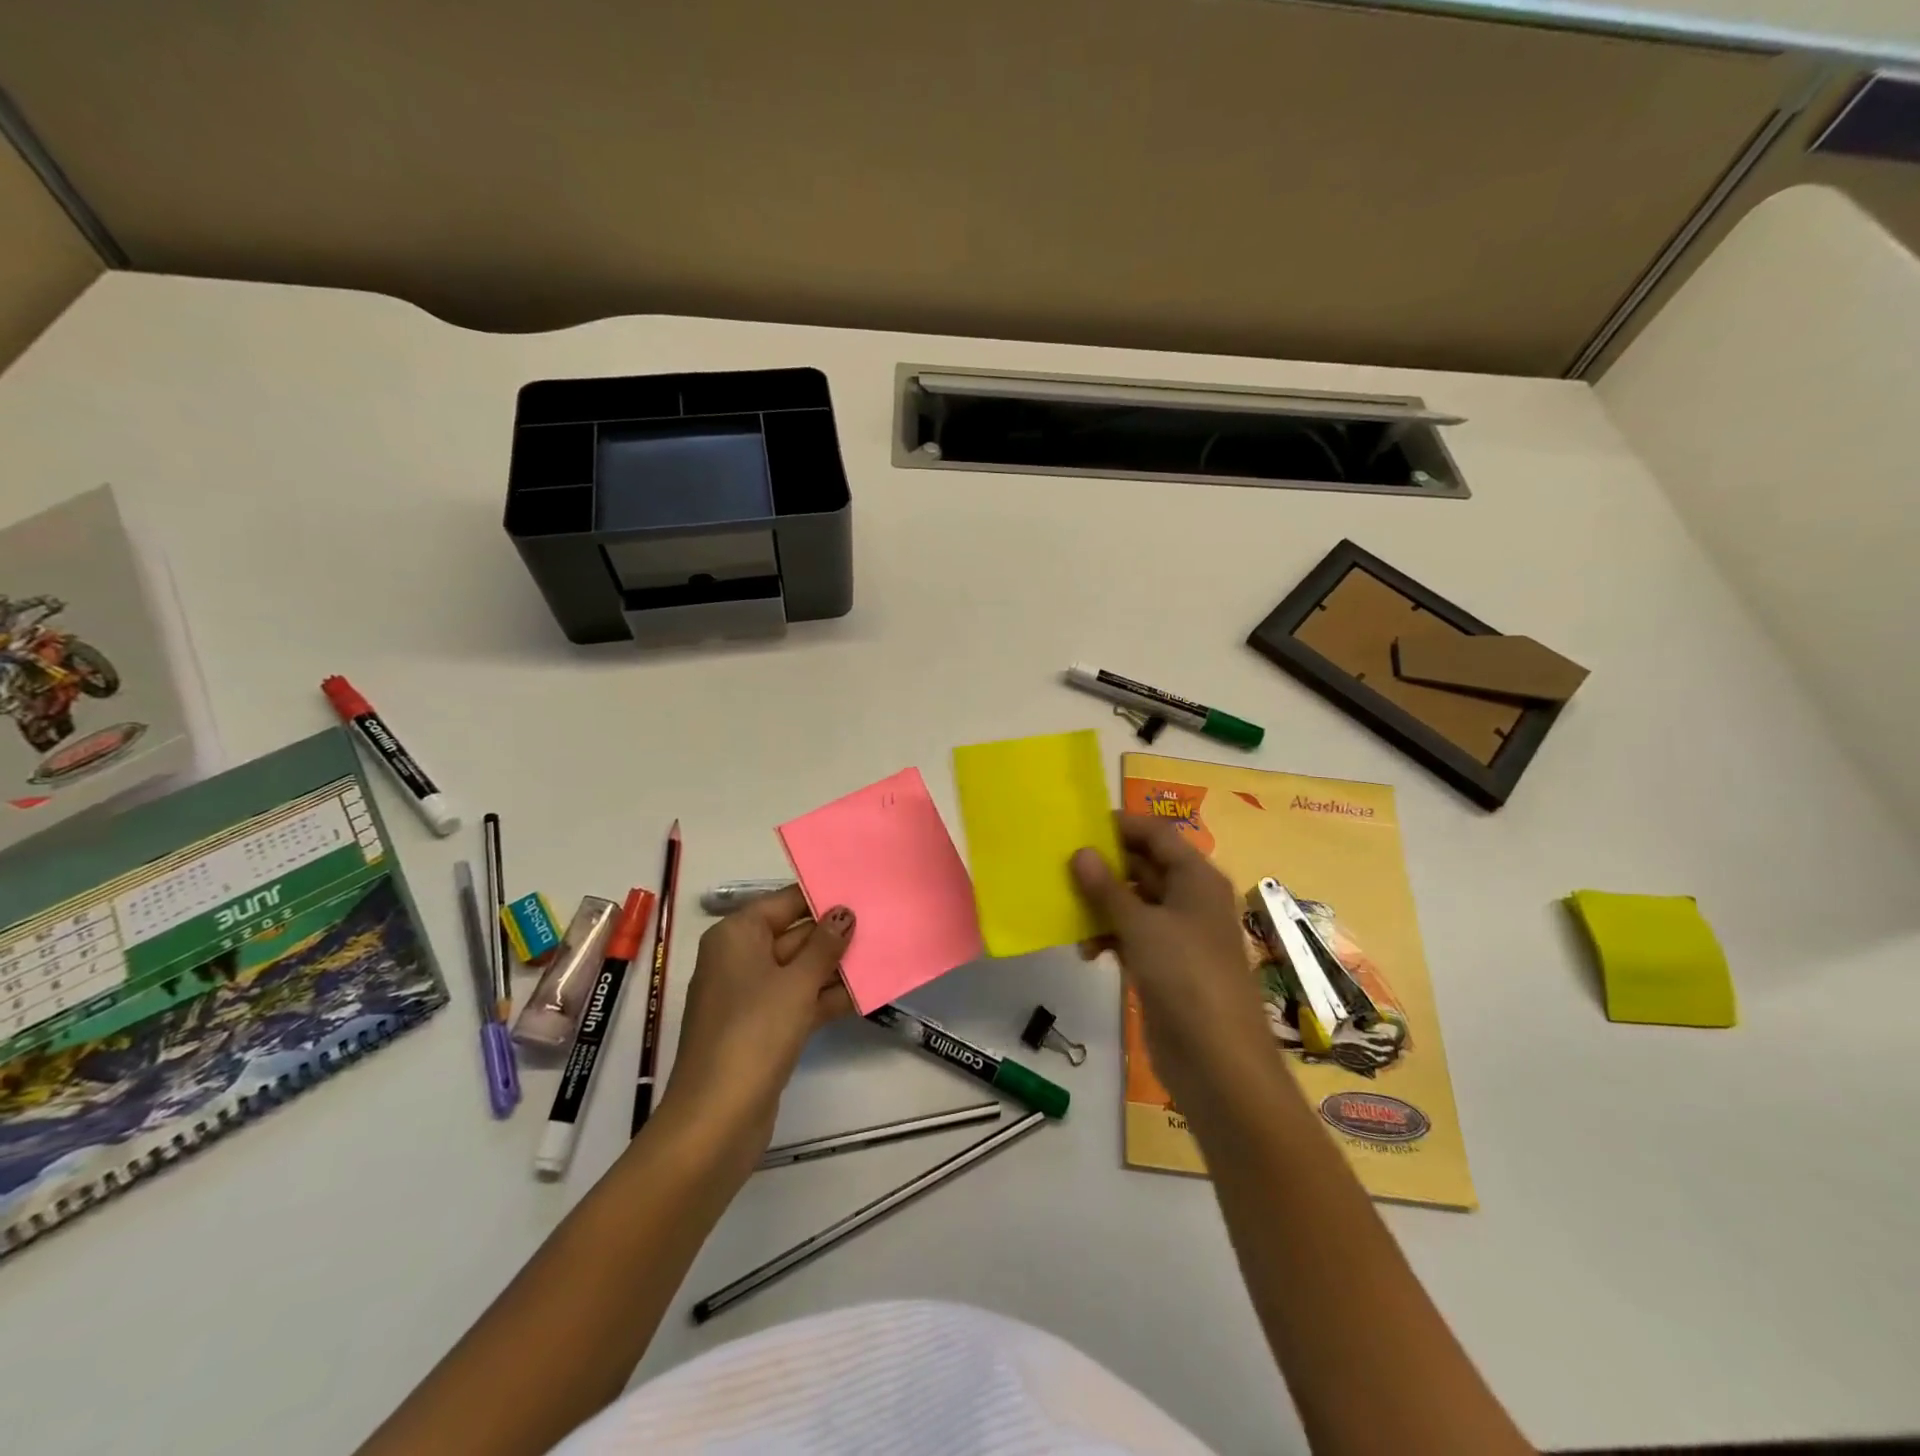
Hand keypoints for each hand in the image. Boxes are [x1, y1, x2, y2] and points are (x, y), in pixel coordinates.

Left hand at [654, 887, 855, 1168]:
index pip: (786, 902)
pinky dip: (827, 997)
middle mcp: (740, 958)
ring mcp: (751, 996)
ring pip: (800, 969)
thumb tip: (844, 912)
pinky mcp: (763, 1027)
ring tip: (884, 954)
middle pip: (794, 935)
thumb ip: (824, 945)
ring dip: (837, 967)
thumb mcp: (796, 982)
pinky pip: (799, 1000)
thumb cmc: (754, 1033)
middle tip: (883, 923)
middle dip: (836, 934)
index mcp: (737, 935)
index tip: (864, 891)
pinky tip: (867, 994)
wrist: (717, 1118)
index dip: (824, 898)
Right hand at [1071, 814, 1278, 1112]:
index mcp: (1196, 878)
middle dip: (1105, 866)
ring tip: (1066, 908)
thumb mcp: (1141, 926)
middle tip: (1061, 865)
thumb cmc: (1185, 977)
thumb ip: (1107, 888)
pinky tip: (1086, 950)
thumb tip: (1081, 852)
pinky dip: (1110, 937)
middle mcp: (1190, 899)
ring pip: (1134, 903)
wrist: (1217, 1061)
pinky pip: (1133, 936)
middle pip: (1144, 866)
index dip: (1121, 826)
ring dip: (1102, 905)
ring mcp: (1178, 934)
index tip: (1079, 825)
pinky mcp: (1165, 966)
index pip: (1157, 834)